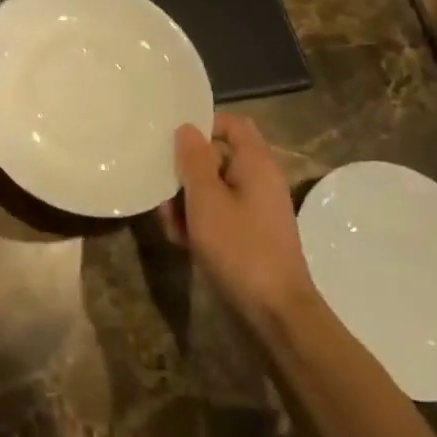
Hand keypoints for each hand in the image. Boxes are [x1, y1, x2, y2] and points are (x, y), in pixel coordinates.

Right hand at [165, 112, 316, 326]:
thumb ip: (193, 160)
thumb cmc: (239, 247)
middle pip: (215, 158)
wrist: (275, 312)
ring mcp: (254, 210)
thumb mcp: (206, 199)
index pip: (232, 124)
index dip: (203, 125)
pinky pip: (217, 214)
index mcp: (255, 164)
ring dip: (185, 201)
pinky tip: (182, 242)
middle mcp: (258, 181)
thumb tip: (187, 128)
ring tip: (170, 224)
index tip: (172, 141)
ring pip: (211, 189)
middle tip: (162, 191)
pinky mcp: (248, 235)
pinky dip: (198, 222)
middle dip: (184, 173)